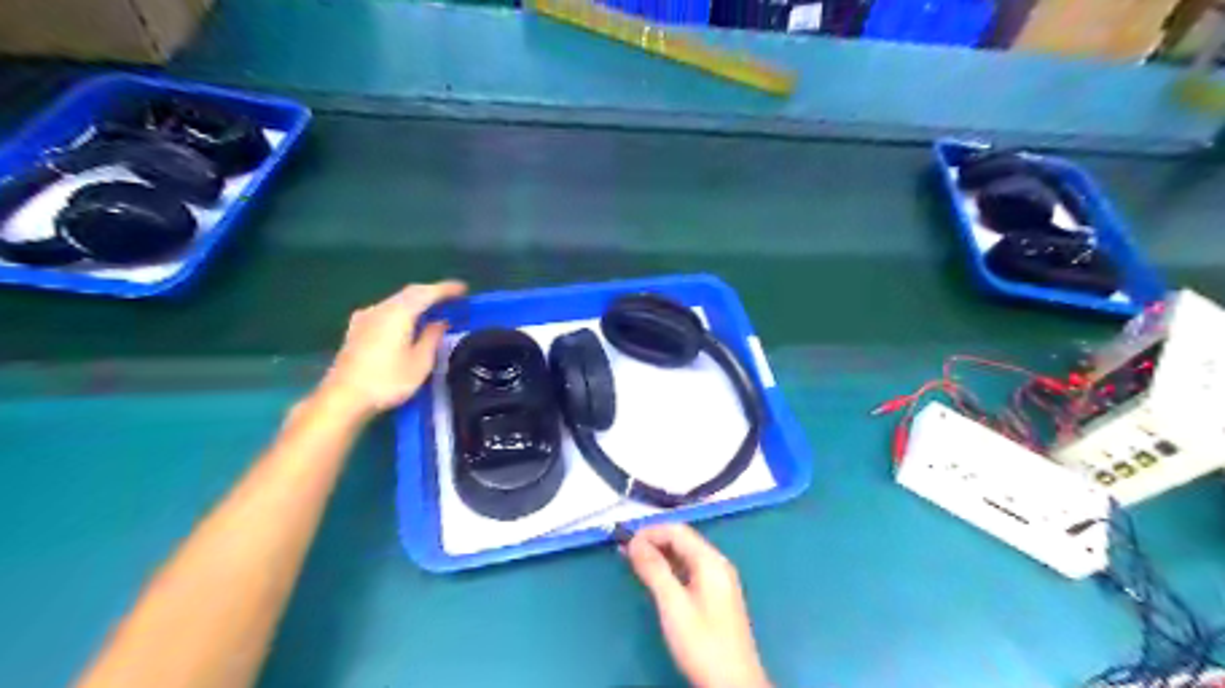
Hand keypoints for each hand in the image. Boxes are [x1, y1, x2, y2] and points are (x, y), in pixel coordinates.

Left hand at [315, 279, 470, 418]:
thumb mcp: (420, 362)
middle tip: (452, 298)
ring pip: (397, 300)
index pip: (427, 293)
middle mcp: (381, 308)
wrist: (344, 398)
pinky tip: (407, 322)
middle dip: (432, 292)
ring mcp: (366, 317)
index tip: (464, 289)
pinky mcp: (357, 329)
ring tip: (434, 309)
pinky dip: (403, 310)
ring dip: (417, 301)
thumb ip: (432, 338)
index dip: (446, 289)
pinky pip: (386, 310)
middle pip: (410, 292)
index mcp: (399, 313)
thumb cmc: (387, 381)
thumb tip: (440, 323)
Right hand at [625, 523, 767, 683]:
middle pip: (682, 540)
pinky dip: (669, 568)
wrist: (734, 684)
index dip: (650, 531)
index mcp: (711, 561)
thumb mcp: (673, 605)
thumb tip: (635, 542)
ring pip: (685, 556)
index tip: (624, 541)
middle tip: (625, 550)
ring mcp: (718, 581)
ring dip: (660, 554)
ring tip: (634, 561)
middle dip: (653, 541)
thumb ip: (654, 570)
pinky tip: (654, 578)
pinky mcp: (715, 597)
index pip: (677, 531)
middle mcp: (717, 564)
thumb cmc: (702, 643)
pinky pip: (689, 570)